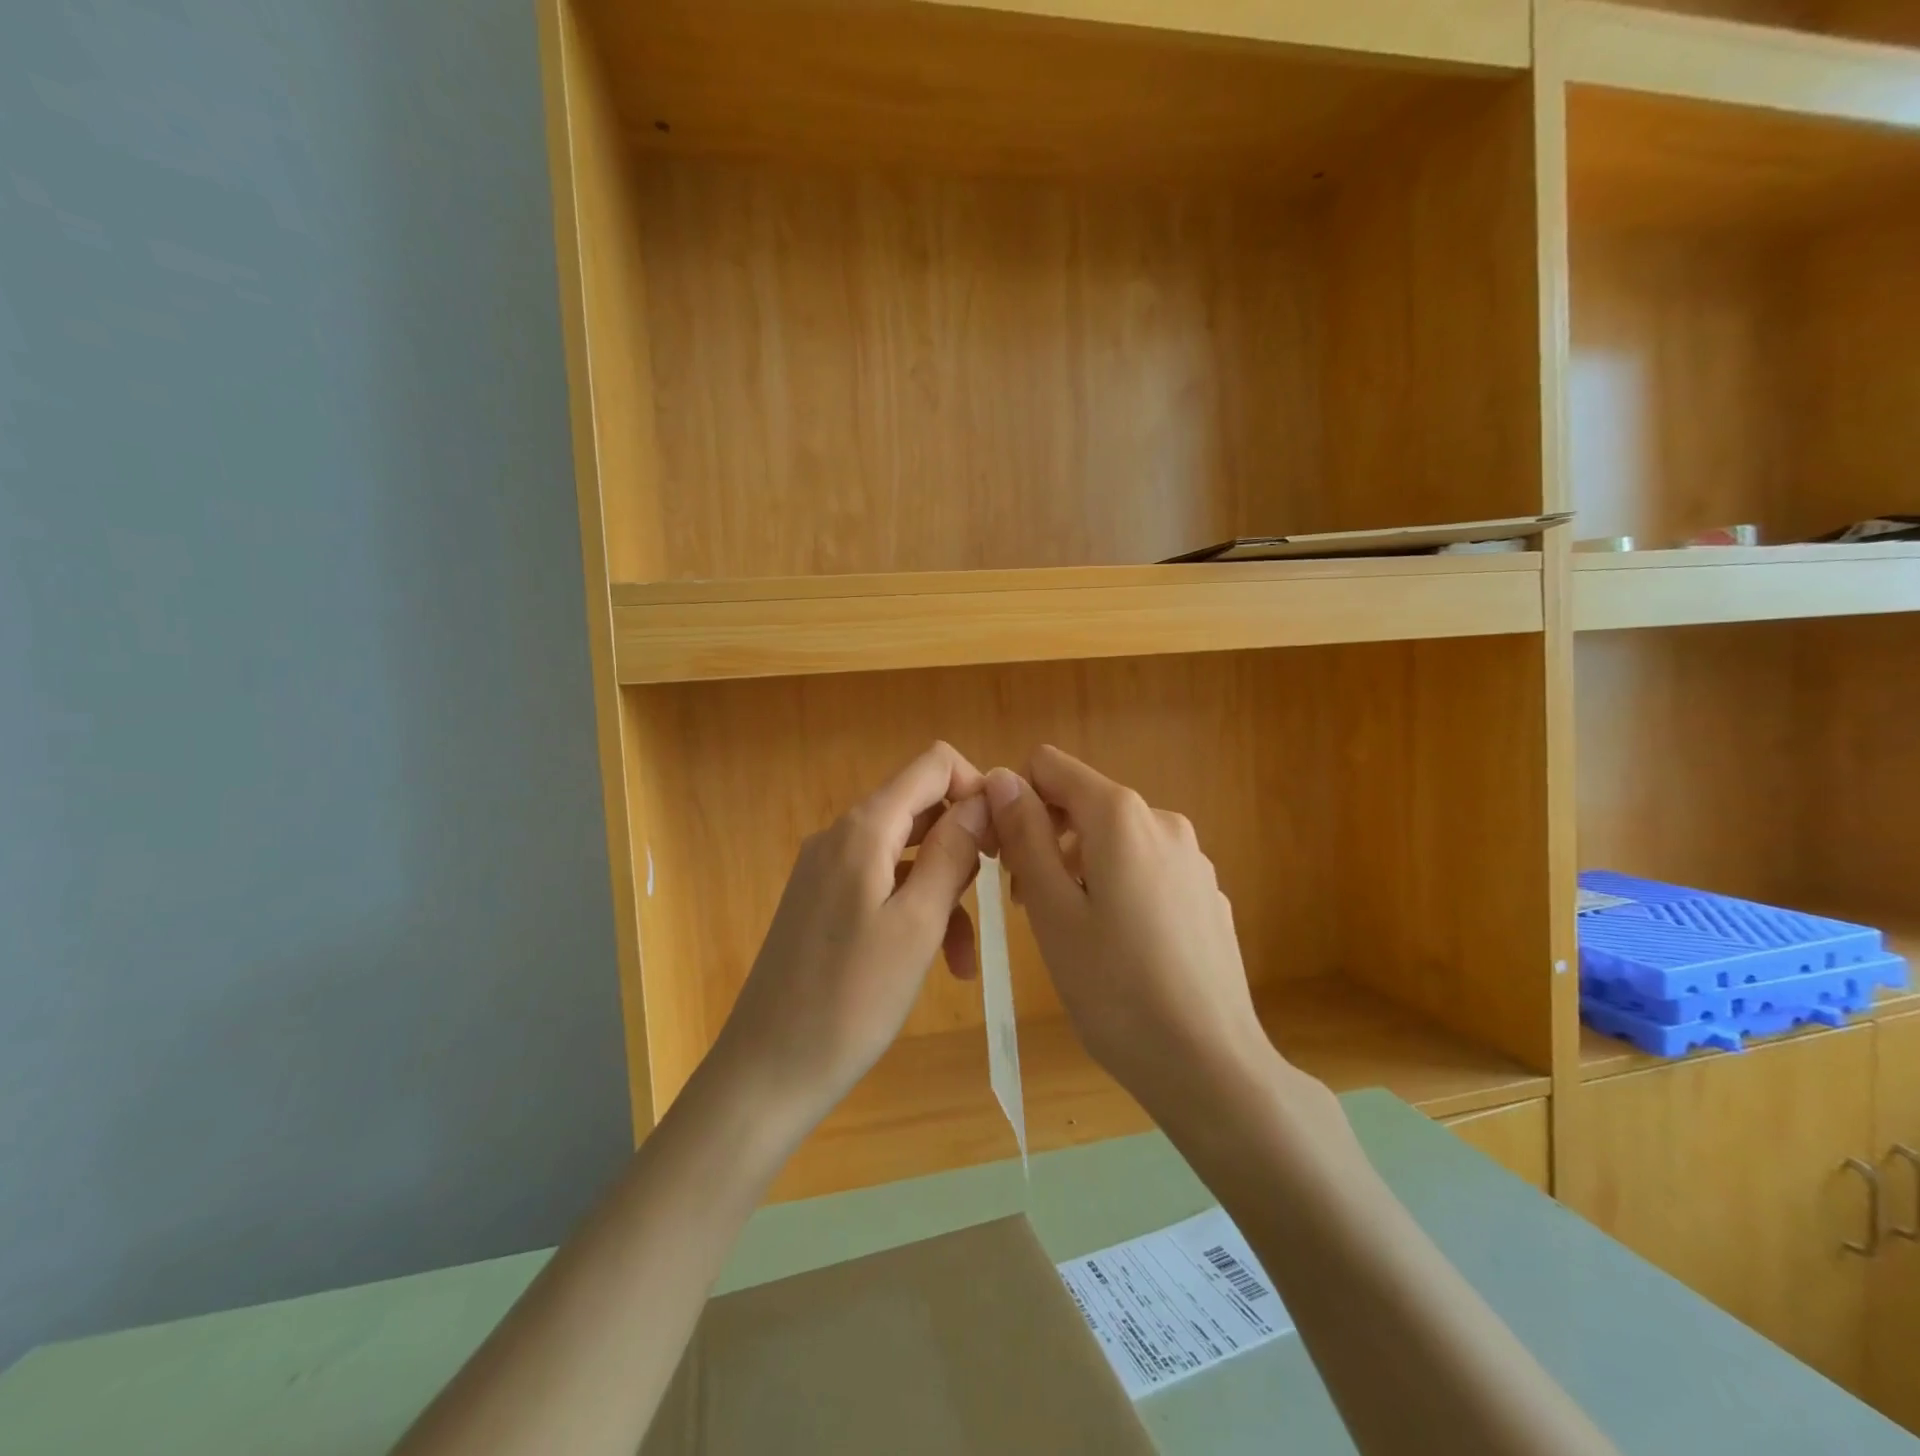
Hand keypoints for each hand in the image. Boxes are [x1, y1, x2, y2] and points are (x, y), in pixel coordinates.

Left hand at [711, 742, 991, 1129]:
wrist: (768, 1070)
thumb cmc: (851, 999)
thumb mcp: (917, 923)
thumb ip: (953, 852)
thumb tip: (983, 796)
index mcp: (863, 829)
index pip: (932, 765)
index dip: (976, 787)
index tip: (1003, 837)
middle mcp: (841, 836)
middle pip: (921, 810)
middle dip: (965, 846)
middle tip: (997, 897)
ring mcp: (827, 870)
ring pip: (906, 856)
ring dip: (944, 893)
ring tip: (964, 958)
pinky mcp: (822, 903)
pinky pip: (881, 887)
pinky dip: (913, 912)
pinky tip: (937, 964)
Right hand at [984, 746, 1272, 1117]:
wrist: (1210, 1065)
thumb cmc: (1115, 989)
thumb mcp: (1051, 910)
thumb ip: (1025, 835)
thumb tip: (1001, 777)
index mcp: (1121, 816)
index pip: (1050, 766)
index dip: (1017, 800)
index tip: (1005, 856)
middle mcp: (1162, 821)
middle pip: (1084, 803)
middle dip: (1046, 838)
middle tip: (1027, 904)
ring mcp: (1192, 858)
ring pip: (1114, 839)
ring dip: (1079, 867)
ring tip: (1070, 932)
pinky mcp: (1207, 893)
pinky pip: (1146, 868)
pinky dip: (1118, 887)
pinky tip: (1119, 947)